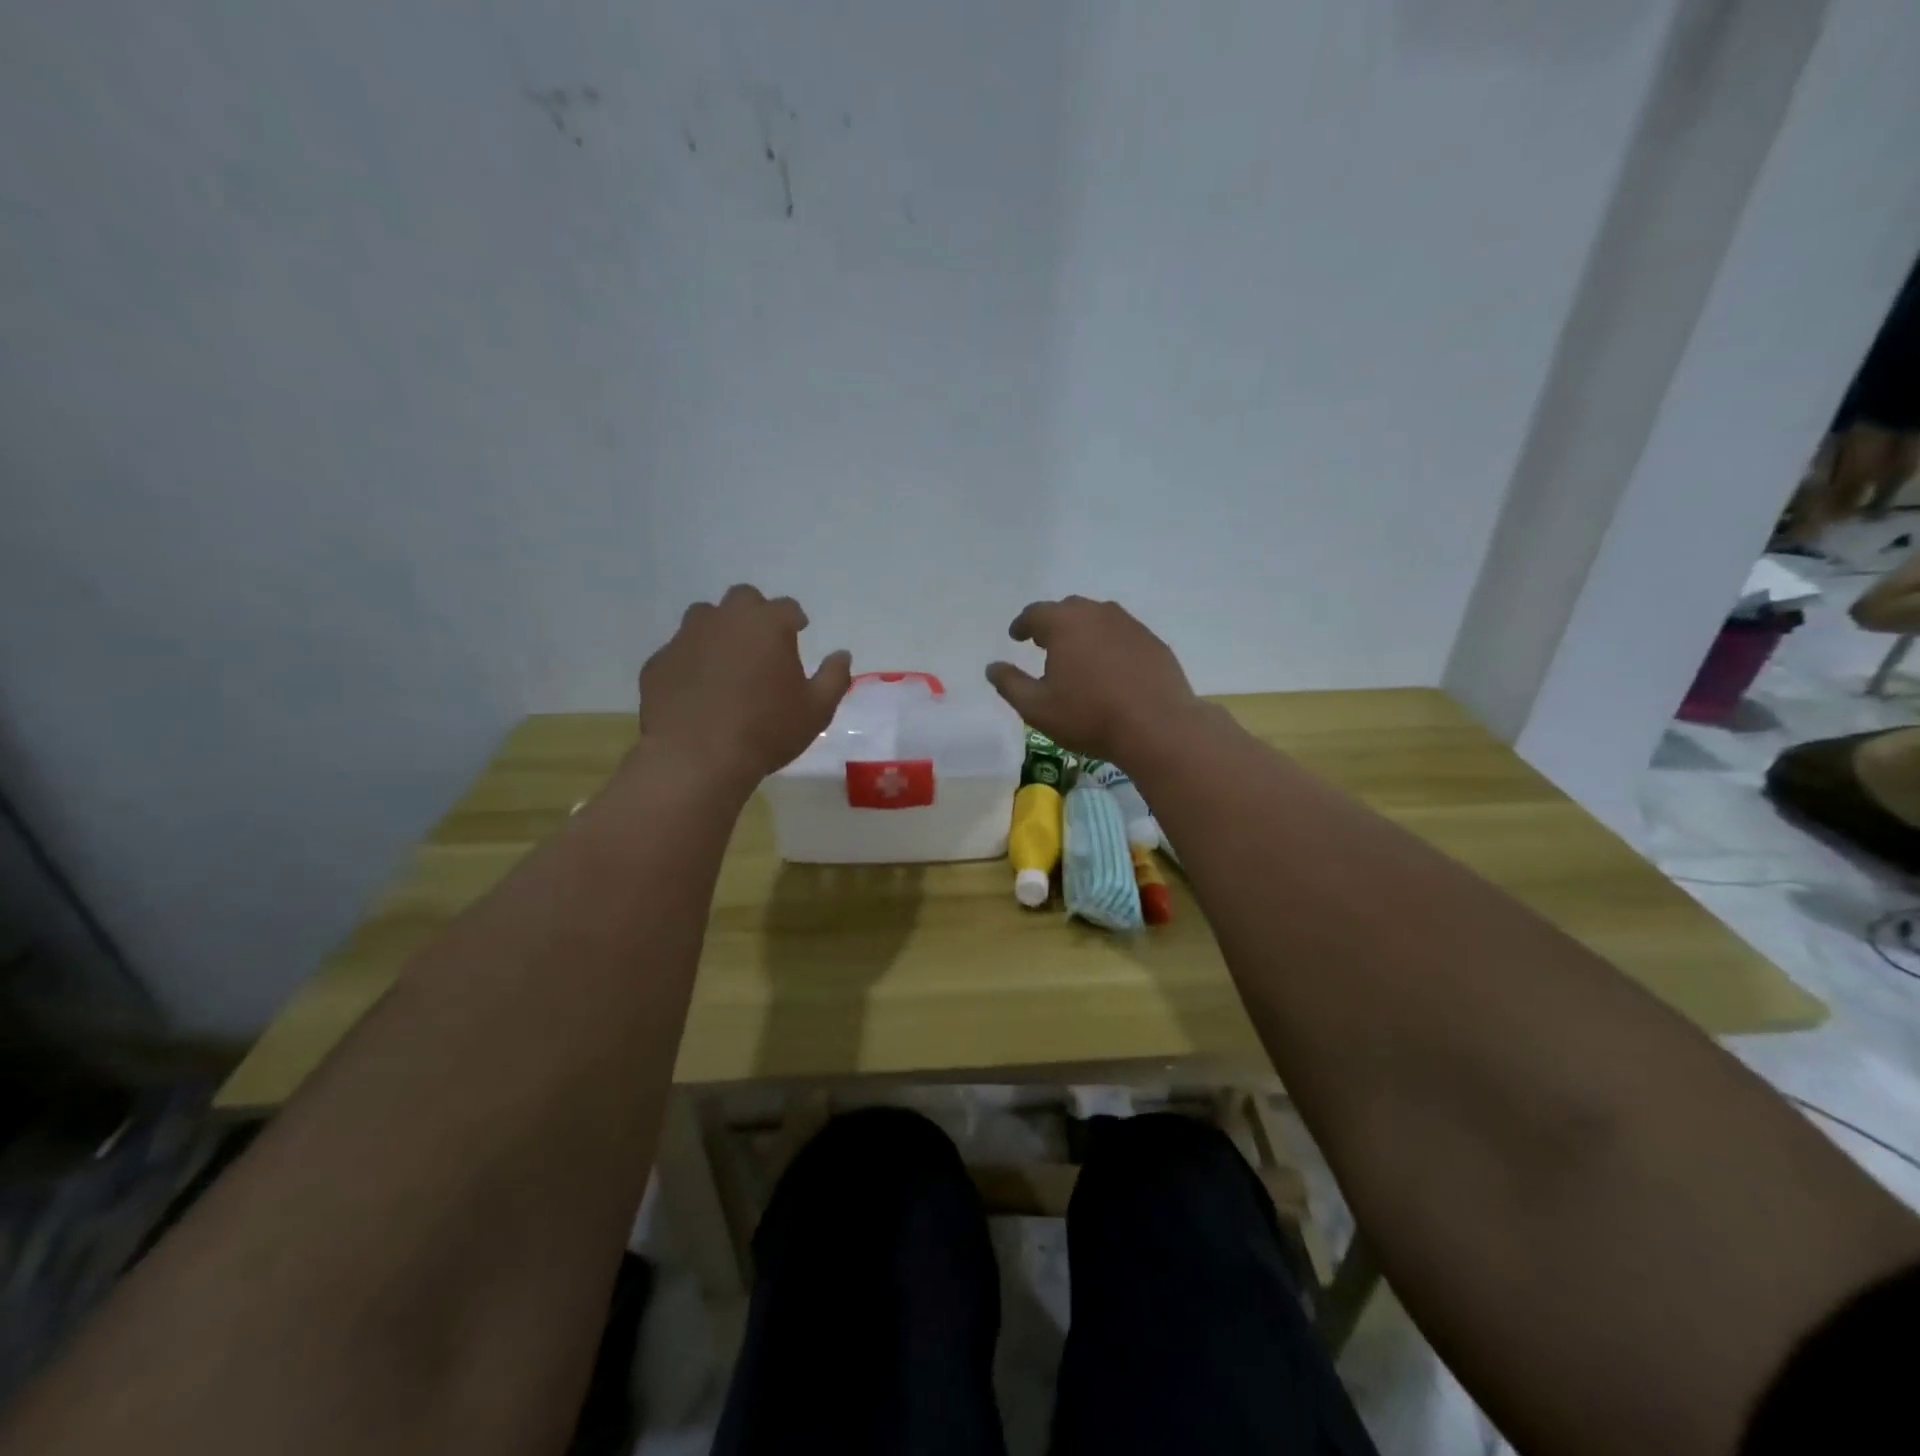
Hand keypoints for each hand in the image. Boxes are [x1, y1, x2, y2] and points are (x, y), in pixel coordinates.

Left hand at [640, 585, 851, 786]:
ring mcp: (686, 638)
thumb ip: (834, 677)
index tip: (799, 631)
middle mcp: (725, 619)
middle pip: (743, 598)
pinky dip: (691, 662)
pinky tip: (698, 690)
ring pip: (704, 618)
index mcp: (767, 624)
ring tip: (727, 662)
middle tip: (762, 642)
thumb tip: (842, 654)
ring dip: (719, 631)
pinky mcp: (658, 663)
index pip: (787, 607)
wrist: (697, 758)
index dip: (795, 619)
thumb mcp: (817, 710)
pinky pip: (679, 652)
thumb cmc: (767, 730)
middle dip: (755, 613)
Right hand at [985, 596, 1201, 765]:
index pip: (1035, 613)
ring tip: (1078, 654)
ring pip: (1099, 618)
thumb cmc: (1089, 716)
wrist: (1158, 727)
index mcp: (1065, 623)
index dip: (1022, 624)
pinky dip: (1110, 644)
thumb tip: (992, 667)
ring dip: (1084, 631)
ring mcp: (1130, 625)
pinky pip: (1123, 635)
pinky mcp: (1153, 642)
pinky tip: (1111, 668)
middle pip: (1069, 609)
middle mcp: (1098, 614)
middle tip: (1044, 643)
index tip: (1017, 636)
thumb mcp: (1037, 708)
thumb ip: (1010, 684)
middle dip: (1053, 623)